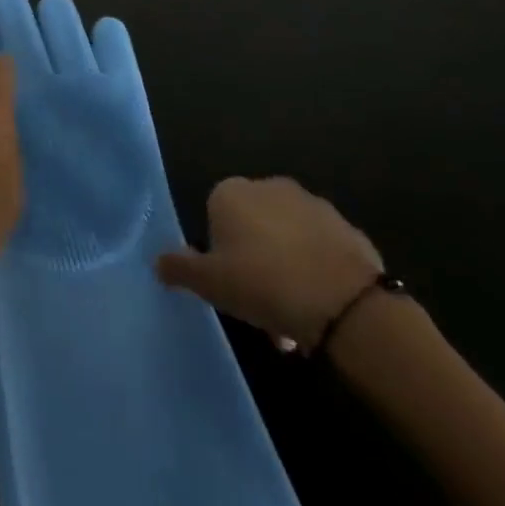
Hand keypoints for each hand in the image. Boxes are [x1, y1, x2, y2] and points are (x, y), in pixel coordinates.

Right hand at [156, 176, 384, 349]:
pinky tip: (320, 307)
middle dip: (254, 263)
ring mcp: (312, 203)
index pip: (214, 216)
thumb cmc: (263, 284)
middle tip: (258, 306)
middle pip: (252, 227)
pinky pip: (320, 249)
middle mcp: (269, 186)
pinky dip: (316, 270)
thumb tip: (158, 261)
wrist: (344, 302)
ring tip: (292, 319)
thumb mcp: (209, 283)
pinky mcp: (346, 226)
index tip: (228, 286)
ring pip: (287, 239)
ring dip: (285, 269)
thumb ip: (179, 268)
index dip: (219, 253)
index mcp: (231, 192)